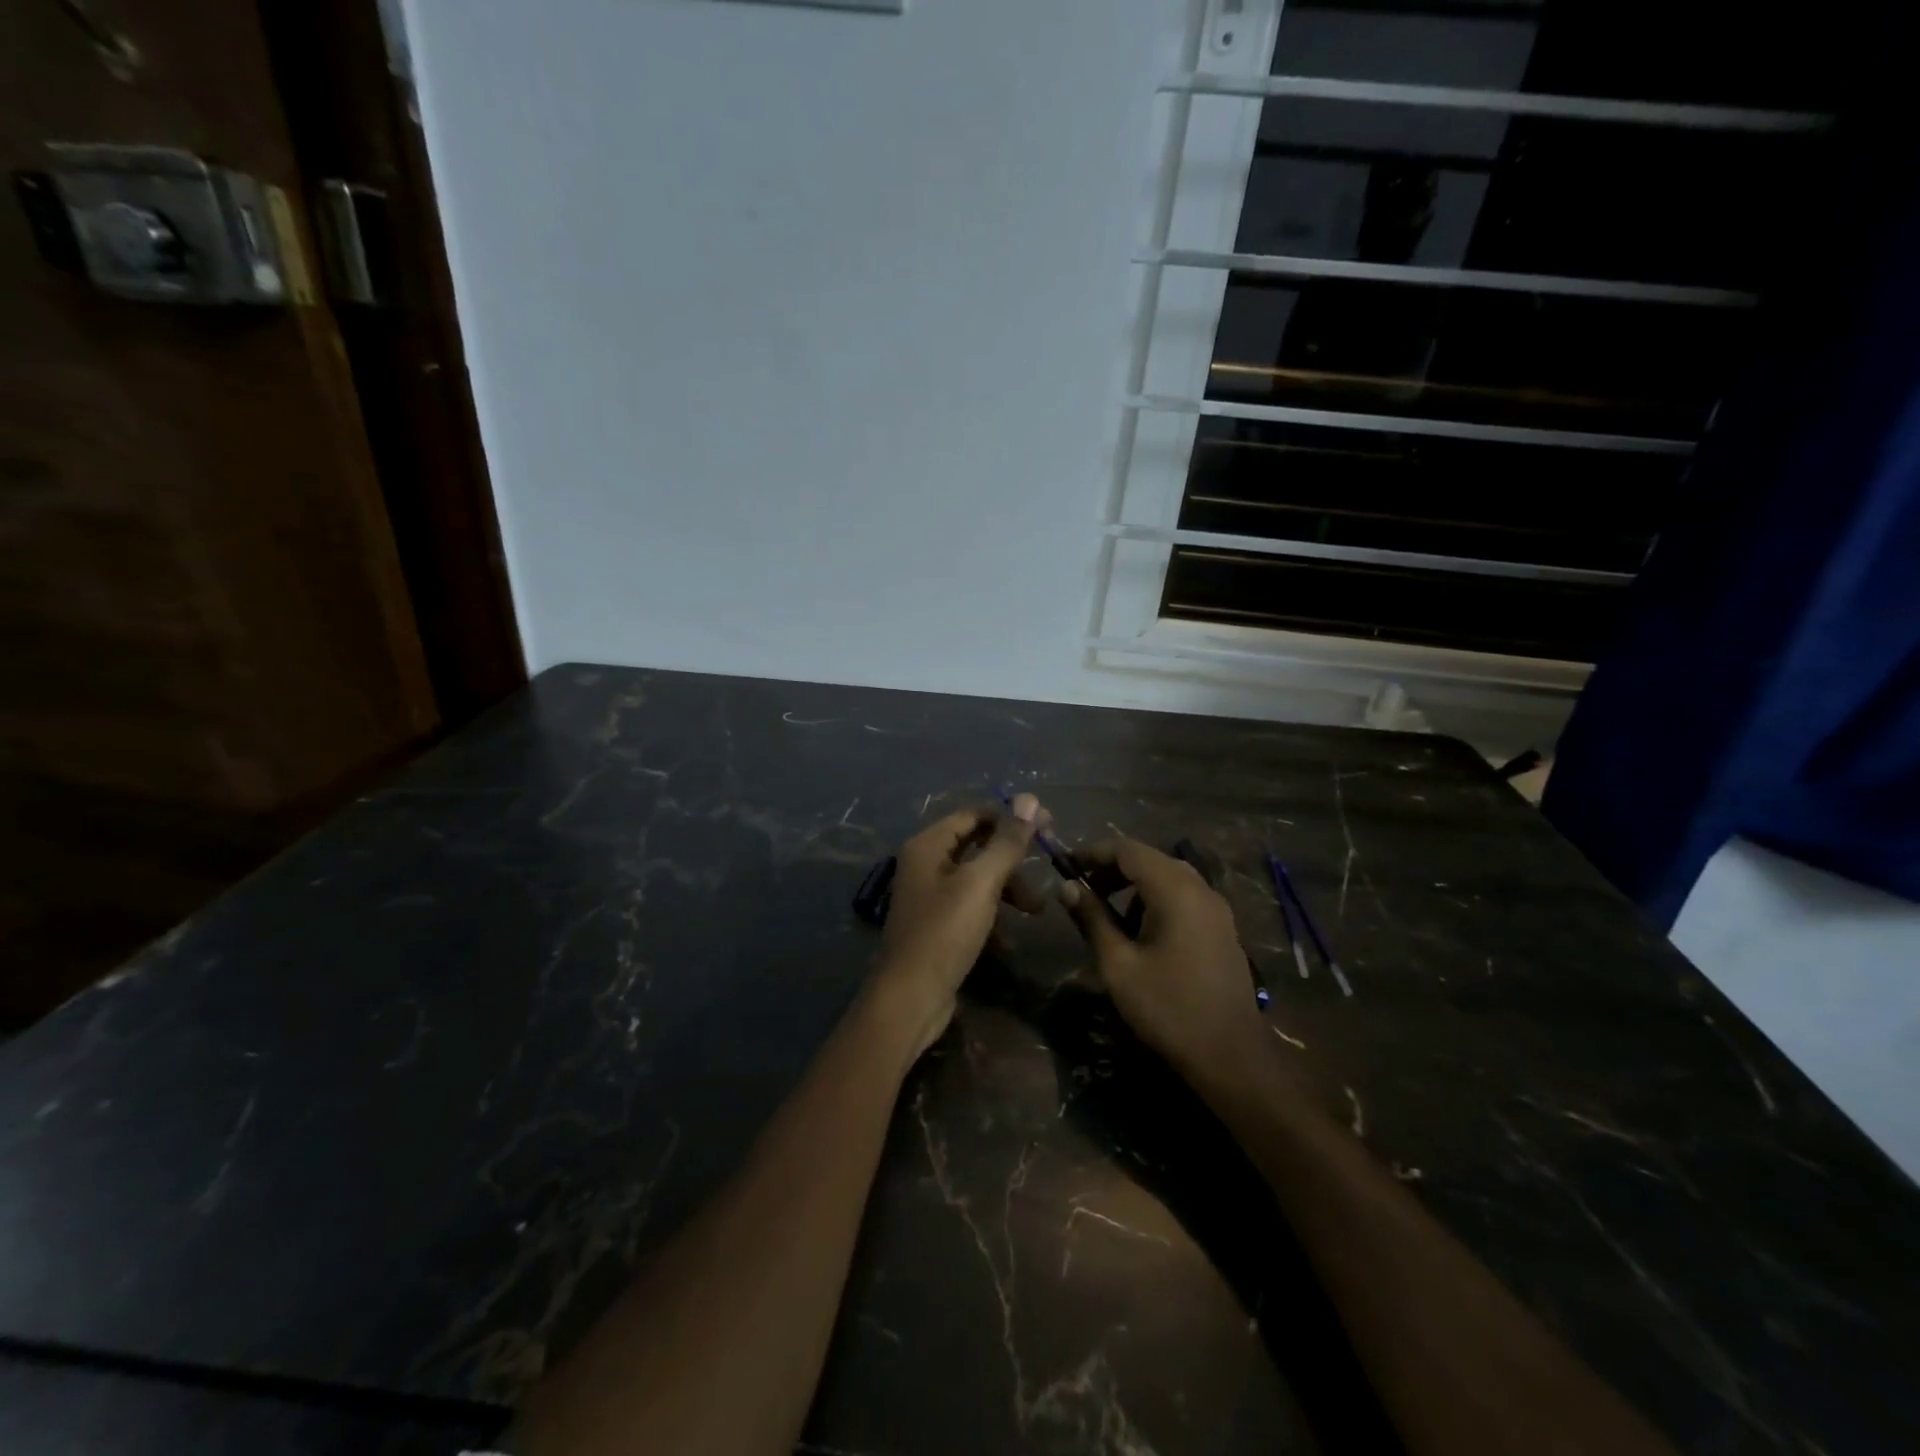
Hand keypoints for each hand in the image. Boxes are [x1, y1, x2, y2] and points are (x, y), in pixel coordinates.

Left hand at [874, 795, 1044, 1056]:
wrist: (910, 999)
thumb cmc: (944, 933)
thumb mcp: (980, 883)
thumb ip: (1006, 842)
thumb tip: (1030, 798)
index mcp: (928, 845)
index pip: (974, 815)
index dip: (1011, 817)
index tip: (1049, 826)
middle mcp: (925, 864)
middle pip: (977, 846)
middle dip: (1012, 859)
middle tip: (1048, 866)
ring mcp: (930, 897)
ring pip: (978, 878)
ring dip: (1008, 890)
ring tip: (1036, 911)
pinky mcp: (938, 926)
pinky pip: (971, 907)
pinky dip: (993, 915)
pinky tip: (1009, 940)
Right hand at [1059, 838, 1266, 1082]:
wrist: (1230, 1054)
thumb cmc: (1167, 1007)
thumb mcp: (1118, 964)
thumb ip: (1092, 918)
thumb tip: (1067, 886)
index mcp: (1175, 890)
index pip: (1128, 849)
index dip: (1094, 852)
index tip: (1066, 867)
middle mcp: (1200, 888)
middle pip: (1149, 859)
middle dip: (1112, 869)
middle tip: (1083, 891)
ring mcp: (1216, 908)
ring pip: (1168, 877)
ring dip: (1134, 886)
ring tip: (1107, 915)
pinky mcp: (1222, 927)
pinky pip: (1184, 896)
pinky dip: (1156, 900)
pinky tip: (1141, 932)